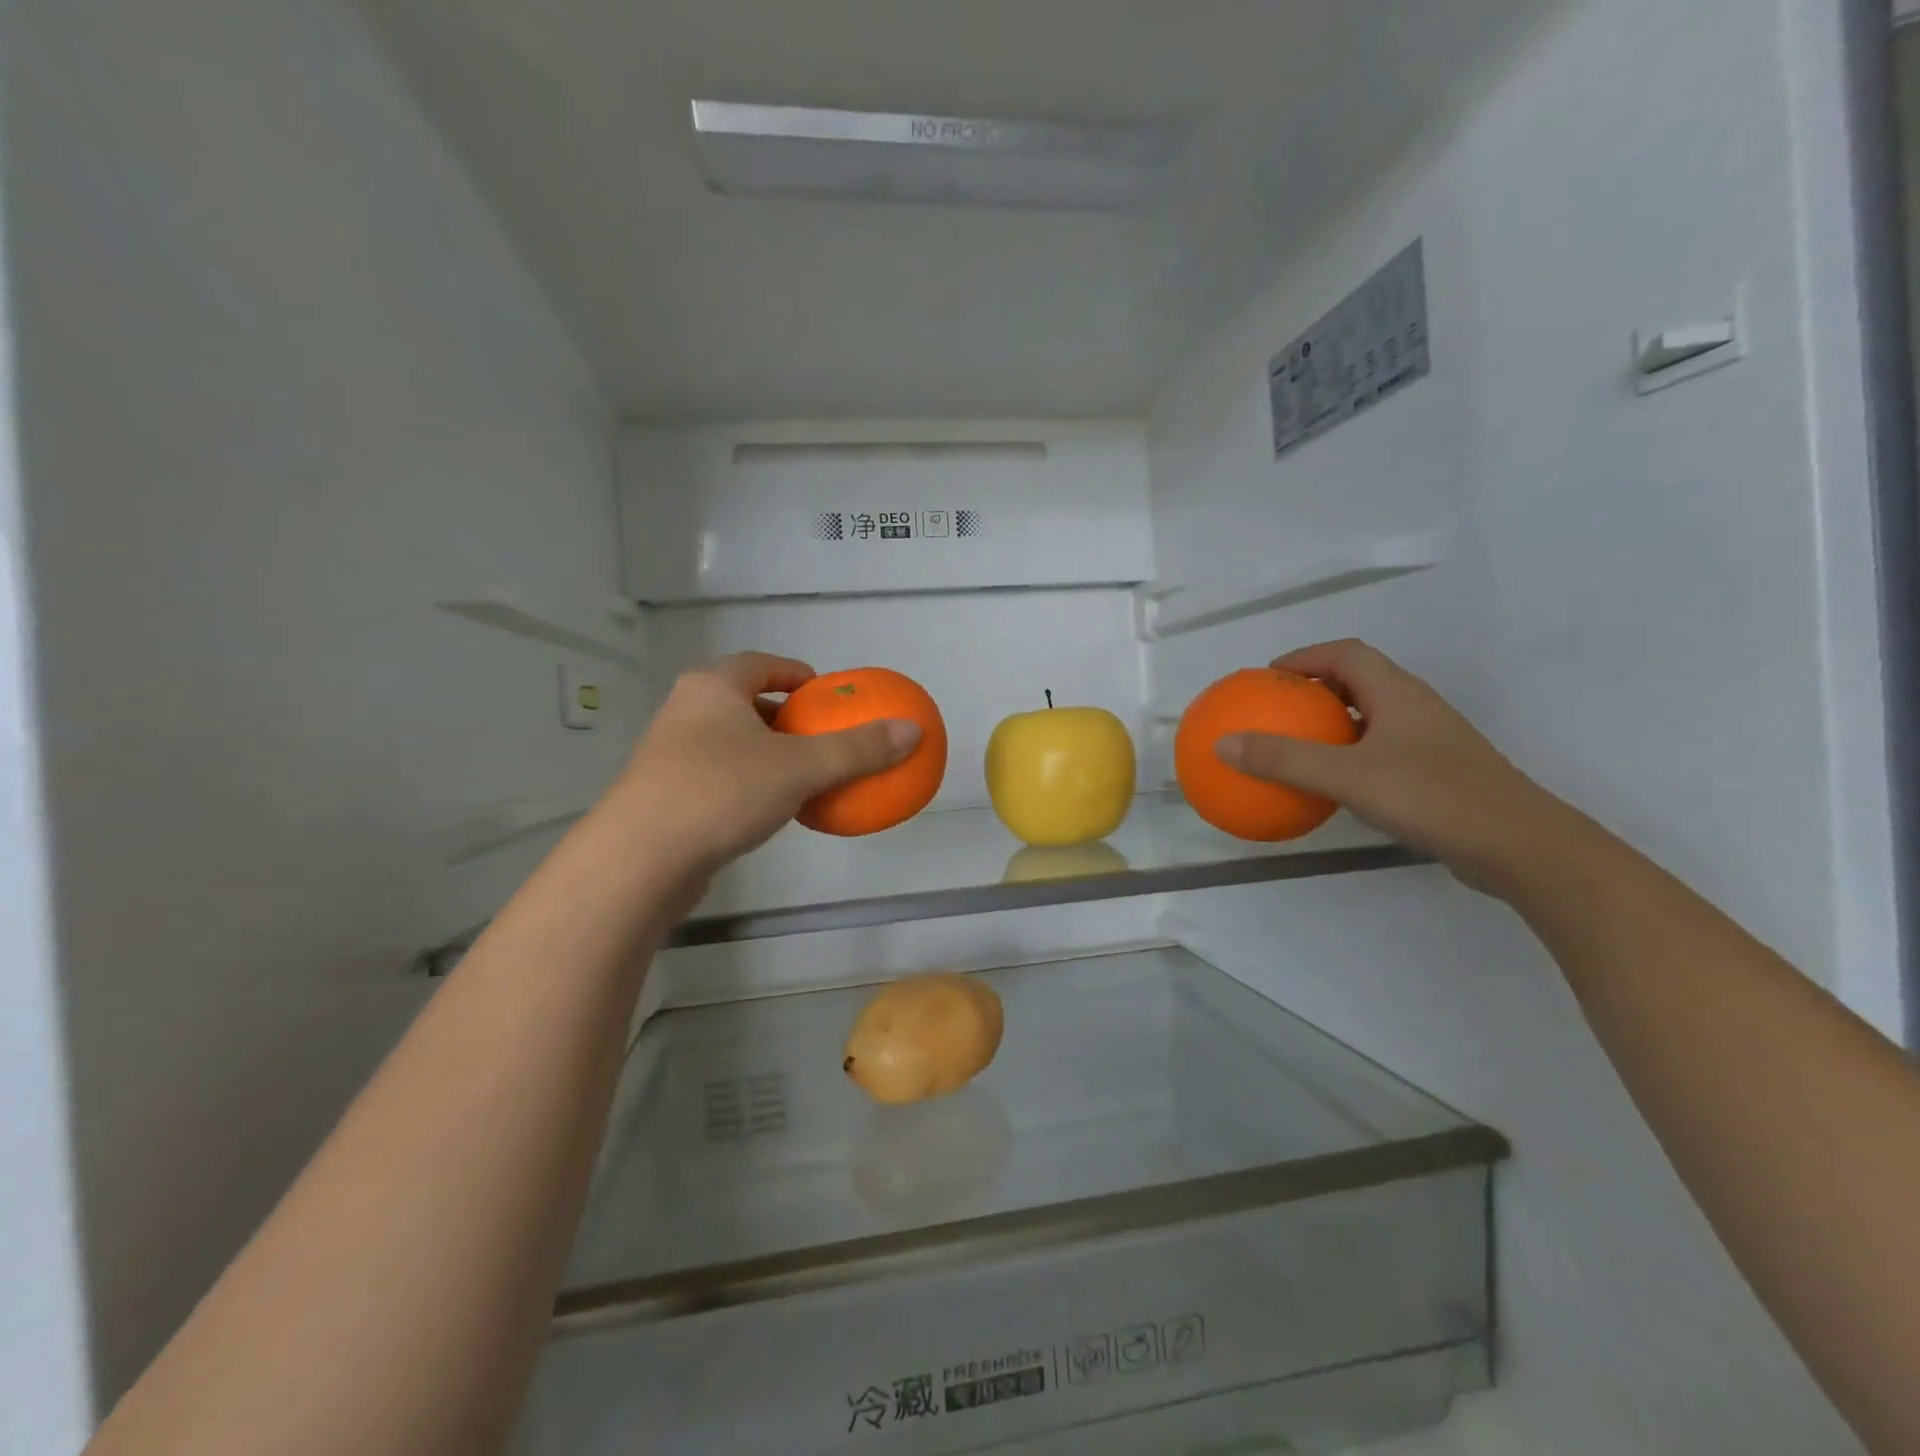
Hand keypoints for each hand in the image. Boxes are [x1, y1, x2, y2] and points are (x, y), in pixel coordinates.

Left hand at [612, 653, 921, 875]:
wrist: (639, 860)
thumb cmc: (721, 792)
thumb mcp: (800, 767)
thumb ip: (857, 750)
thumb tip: (913, 731)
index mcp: (712, 689)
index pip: (759, 664)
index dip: (795, 673)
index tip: (824, 692)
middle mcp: (686, 713)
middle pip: (744, 702)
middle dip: (784, 717)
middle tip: (820, 734)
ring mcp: (670, 757)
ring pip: (731, 743)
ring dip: (768, 753)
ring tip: (805, 774)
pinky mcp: (666, 797)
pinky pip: (720, 778)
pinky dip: (751, 785)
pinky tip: (774, 811)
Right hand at [1214, 639, 1578, 892]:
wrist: (1520, 846)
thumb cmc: (1433, 797)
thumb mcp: (1347, 776)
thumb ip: (1284, 760)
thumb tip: (1222, 744)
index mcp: (1398, 693)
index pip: (1346, 654)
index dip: (1305, 657)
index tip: (1268, 677)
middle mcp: (1416, 709)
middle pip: (1359, 682)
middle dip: (1315, 690)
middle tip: (1276, 712)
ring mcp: (1431, 743)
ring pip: (1372, 719)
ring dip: (1333, 725)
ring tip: (1296, 747)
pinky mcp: (1438, 776)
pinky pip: (1381, 753)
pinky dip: (1349, 759)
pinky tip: (1332, 790)